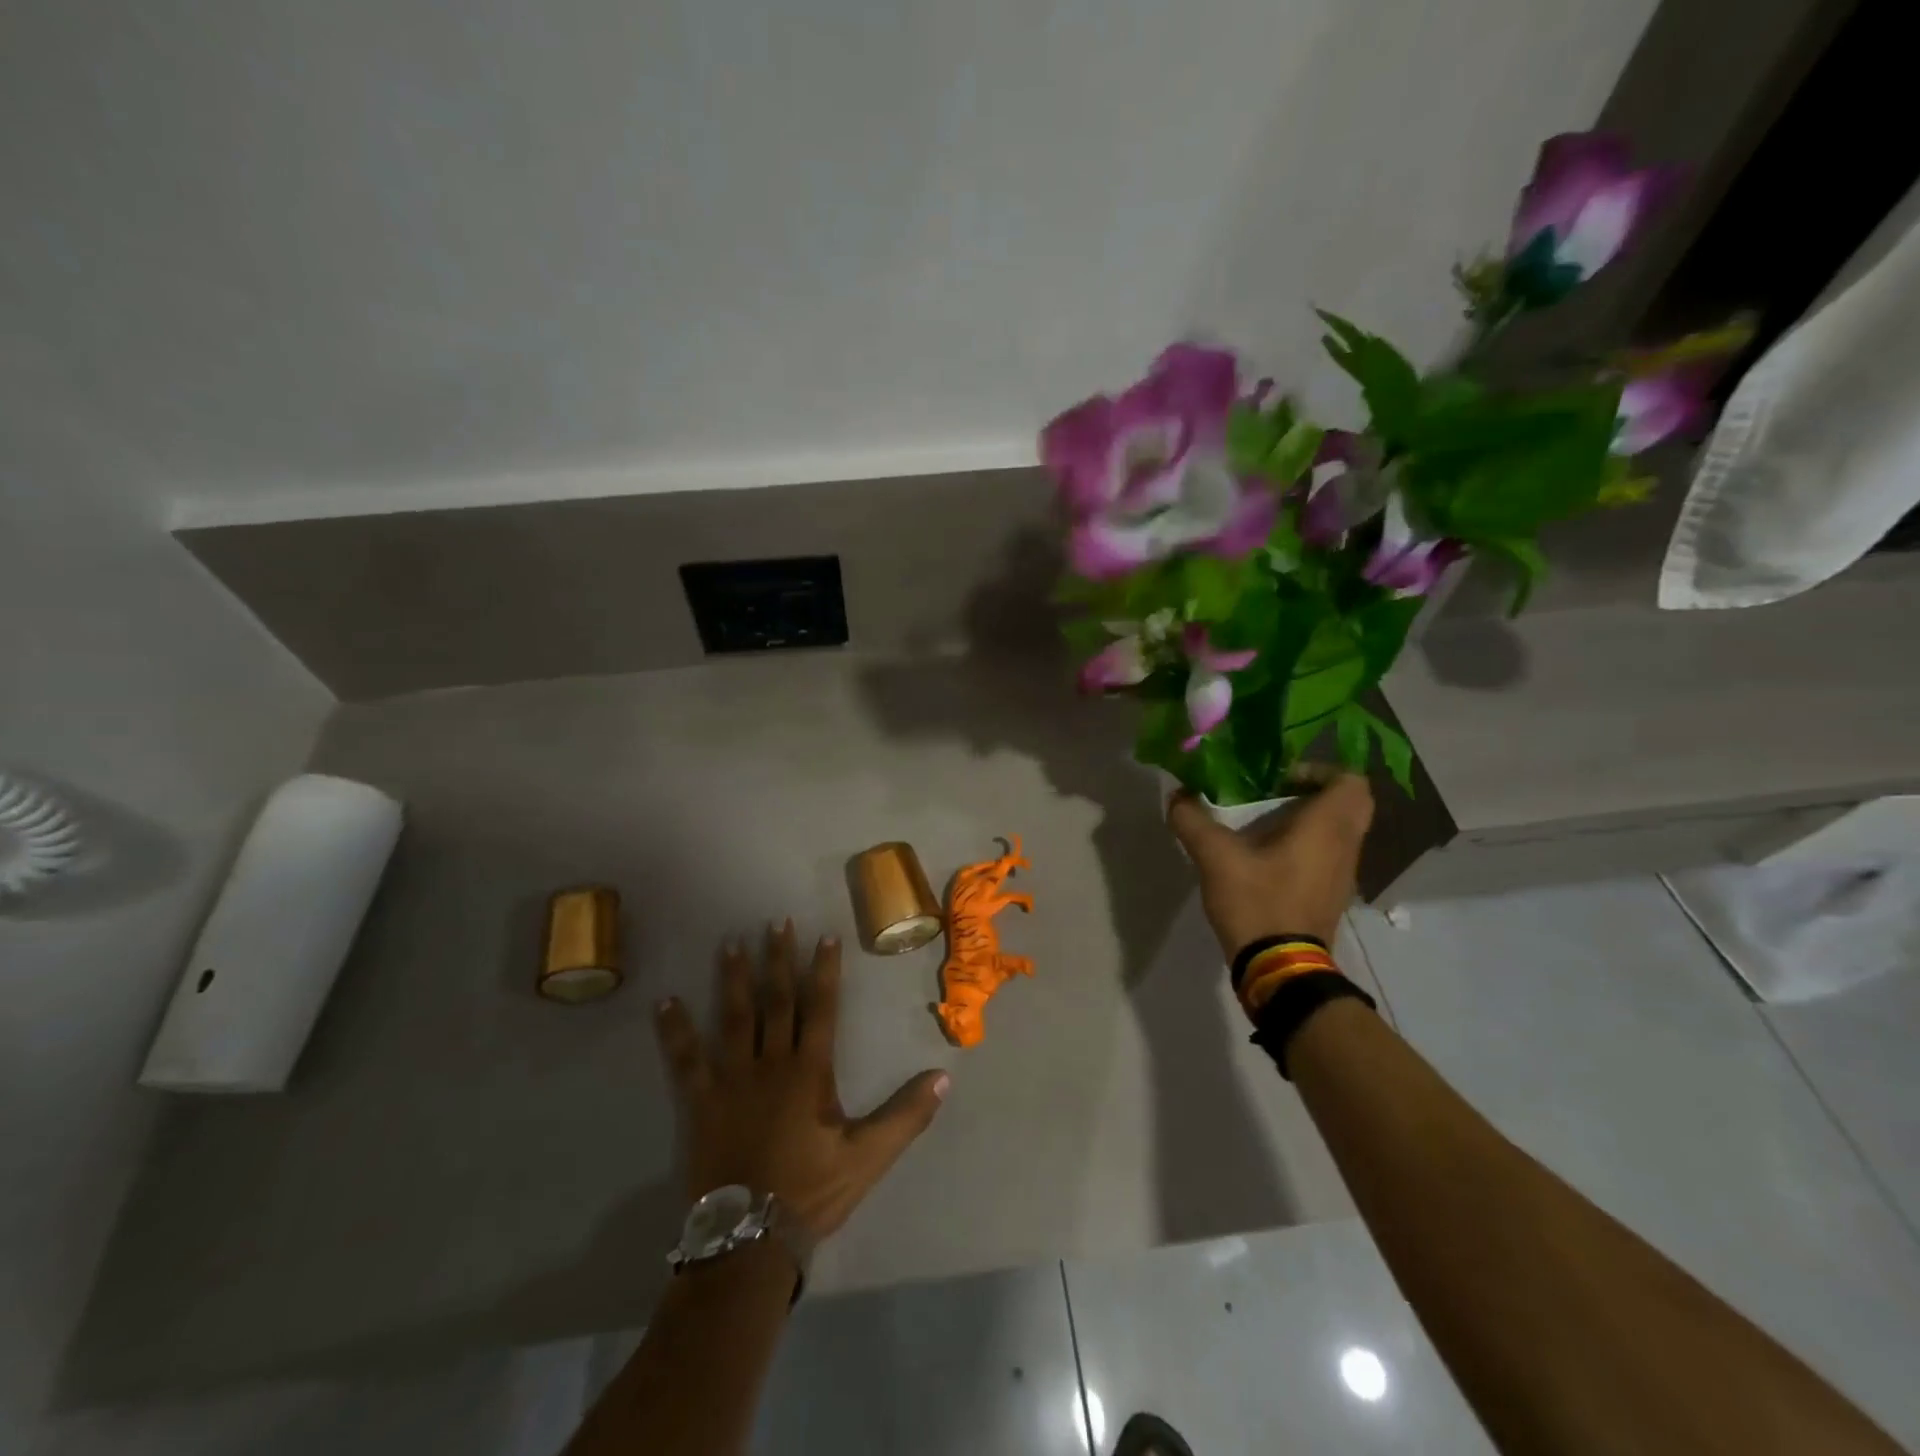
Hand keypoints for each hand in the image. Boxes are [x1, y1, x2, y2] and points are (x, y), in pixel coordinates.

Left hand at [653, 920, 948, 1242]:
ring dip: (735, 979)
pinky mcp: (701, 1101)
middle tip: (776, 922)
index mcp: (810, 1071)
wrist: (749, 1239)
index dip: (824, 971)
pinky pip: (686, 1059)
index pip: (821, 1008)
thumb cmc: (811, 1192)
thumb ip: (906, 1115)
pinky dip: (676, 1030)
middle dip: (779, 960)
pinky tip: (665, 1002)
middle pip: (777, 1001)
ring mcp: (732, 1079)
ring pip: (734, 1018)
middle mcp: (771, 1063)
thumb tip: (944, 1077)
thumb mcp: (869, 1156)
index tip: (824, 936)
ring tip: (732, 944)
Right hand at [1167, 769, 1374, 954]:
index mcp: (1327, 827)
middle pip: (1349, 804)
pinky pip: (1330, 854)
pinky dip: (1307, 845)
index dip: (1318, 771)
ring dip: (1309, 819)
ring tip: (1264, 824)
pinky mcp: (1332, 895)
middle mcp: (1346, 845)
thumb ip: (1193, 821)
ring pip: (1340, 830)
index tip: (1279, 779)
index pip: (1351, 781)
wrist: (1280, 969)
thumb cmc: (1258, 902)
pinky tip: (1267, 857)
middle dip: (1313, 792)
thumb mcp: (1215, 858)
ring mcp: (1343, 873)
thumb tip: (1177, 796)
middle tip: (1274, 795)